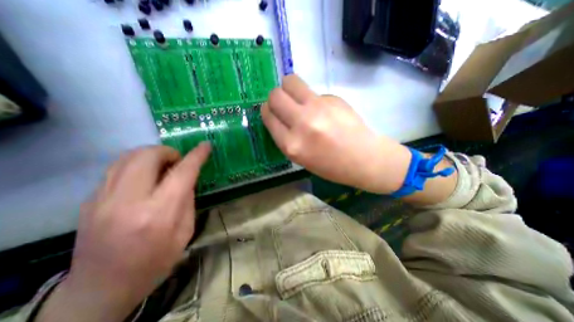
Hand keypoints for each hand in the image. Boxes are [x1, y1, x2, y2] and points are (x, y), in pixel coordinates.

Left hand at [39, 143, 210, 321]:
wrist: (101, 289)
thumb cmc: (155, 261)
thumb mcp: (185, 232)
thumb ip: (188, 201)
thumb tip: (187, 179)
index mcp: (159, 213)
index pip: (182, 173)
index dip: (196, 156)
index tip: (205, 145)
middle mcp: (128, 201)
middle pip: (147, 156)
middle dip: (168, 151)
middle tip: (178, 161)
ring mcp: (102, 200)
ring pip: (127, 157)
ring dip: (151, 155)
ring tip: (162, 166)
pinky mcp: (89, 201)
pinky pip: (116, 168)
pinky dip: (136, 164)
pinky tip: (145, 177)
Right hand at [261, 75, 409, 191]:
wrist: (363, 158)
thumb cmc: (330, 165)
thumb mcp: (300, 158)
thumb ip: (285, 136)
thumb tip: (278, 114)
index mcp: (292, 145)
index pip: (267, 116)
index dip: (267, 111)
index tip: (271, 112)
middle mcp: (301, 123)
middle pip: (275, 96)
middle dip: (275, 98)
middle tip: (283, 104)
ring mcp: (318, 107)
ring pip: (290, 81)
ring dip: (288, 87)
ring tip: (297, 98)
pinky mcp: (332, 97)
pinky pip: (312, 91)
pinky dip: (311, 98)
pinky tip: (322, 110)